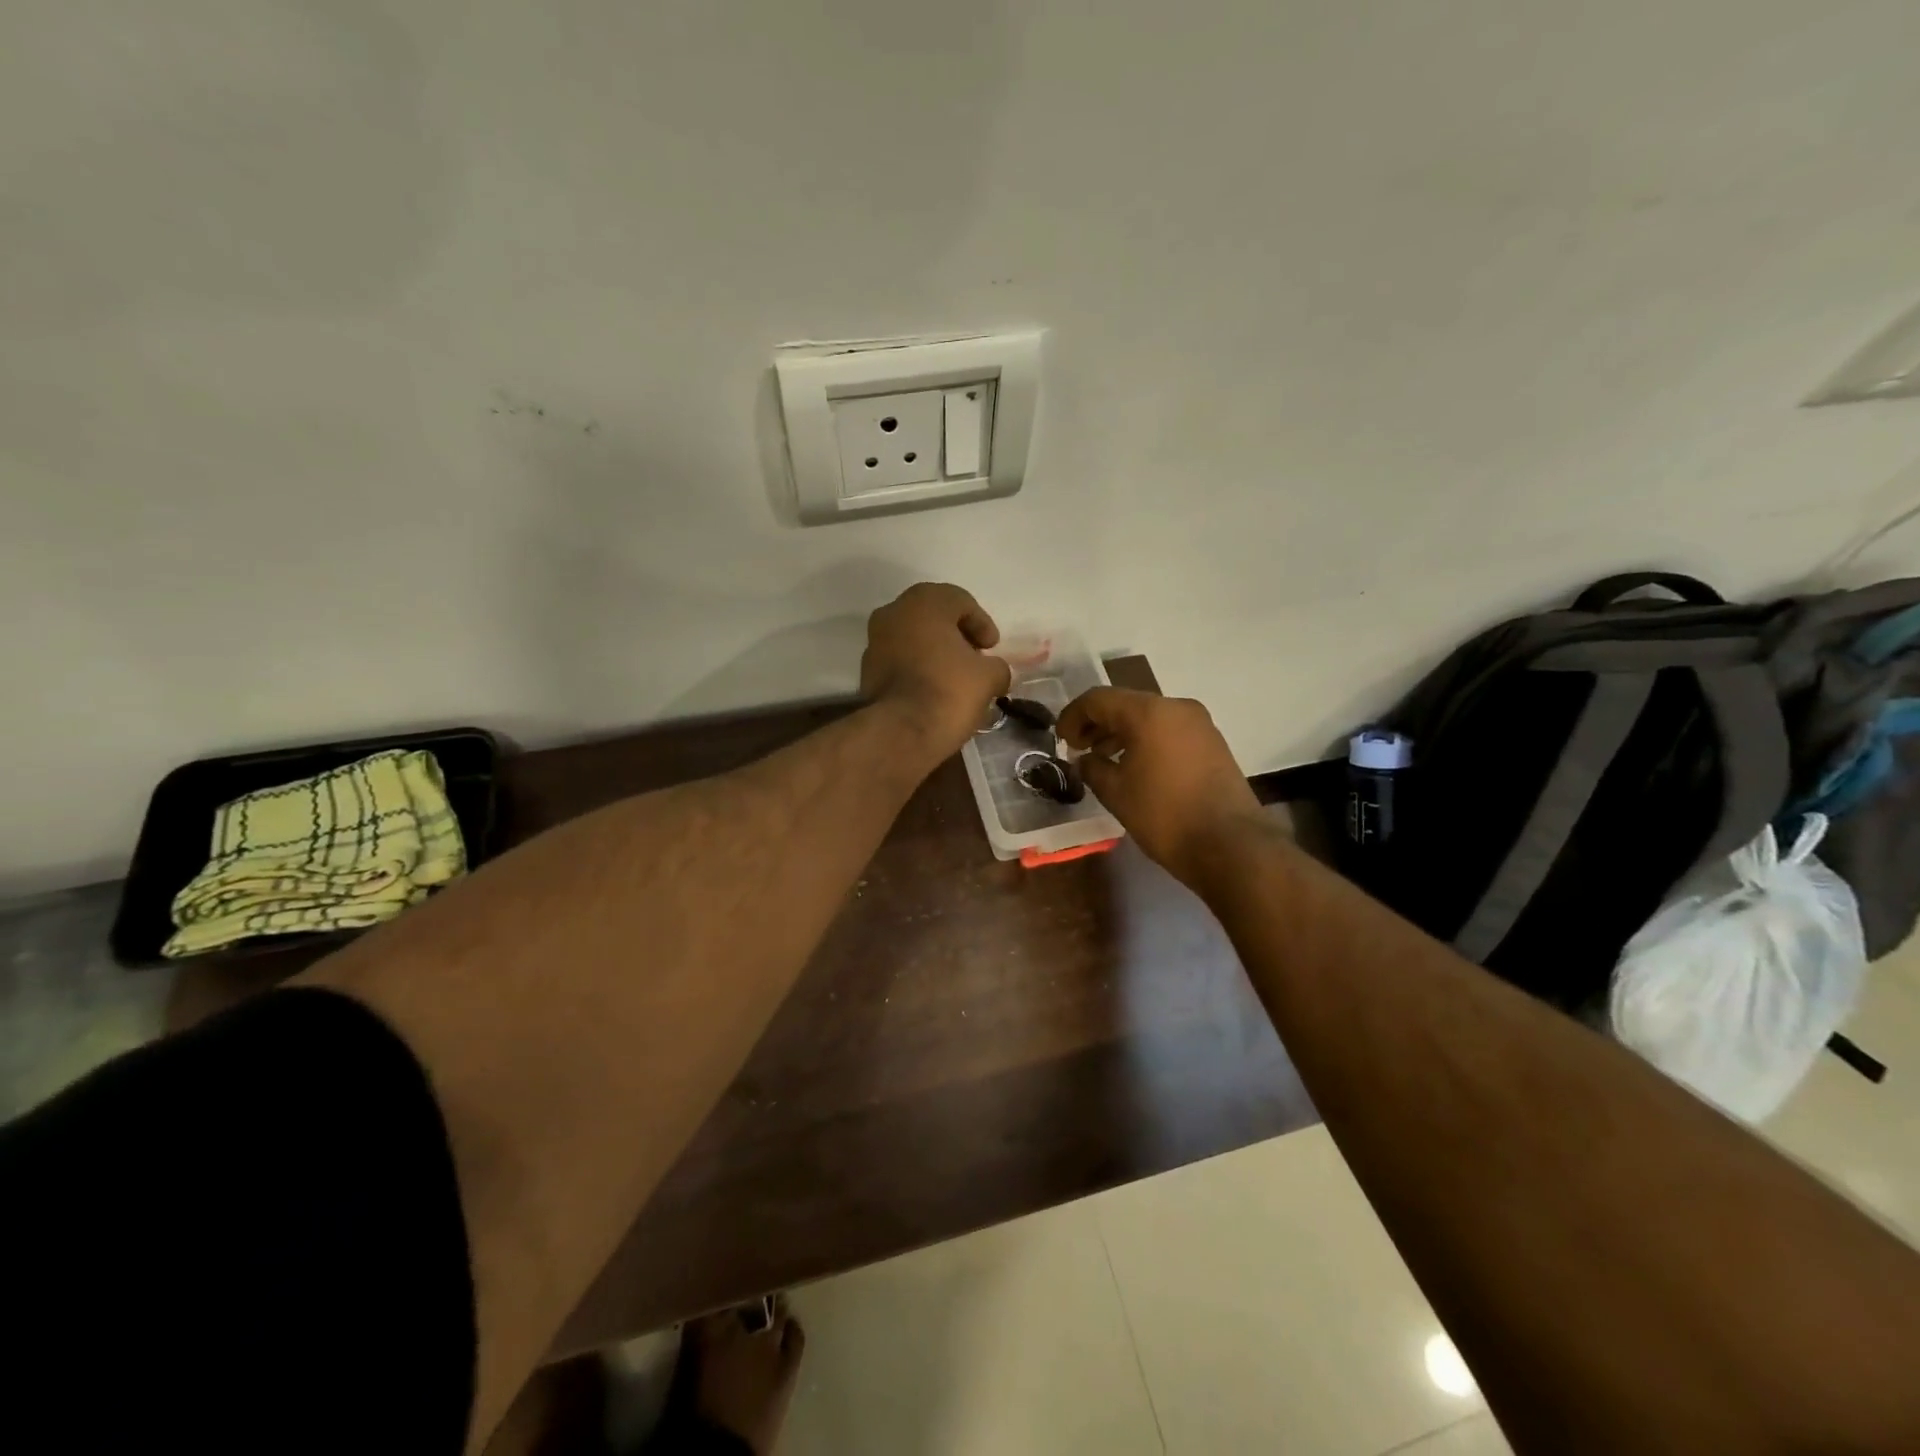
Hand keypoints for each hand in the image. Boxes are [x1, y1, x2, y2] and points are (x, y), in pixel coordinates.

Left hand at [861, 583, 1011, 759]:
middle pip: (933, 616)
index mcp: (924, 602)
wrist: (901, 731)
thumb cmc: (949, 690)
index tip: (992, 648)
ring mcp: (875, 641)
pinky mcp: (866, 670)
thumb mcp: (989, 676)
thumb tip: (994, 672)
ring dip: (935, 651)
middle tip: (975, 657)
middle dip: (956, 635)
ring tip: (955, 676)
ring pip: (913, 637)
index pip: (961, 601)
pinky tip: (933, 689)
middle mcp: (893, 613)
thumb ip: (996, 666)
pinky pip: (899, 659)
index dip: (982, 623)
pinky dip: (917, 667)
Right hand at [1058, 688, 1264, 885]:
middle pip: (1125, 704)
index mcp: (1149, 712)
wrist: (1230, 846)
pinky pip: (1169, 731)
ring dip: (1121, 733)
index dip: (1072, 716)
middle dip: (1097, 724)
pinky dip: (1146, 741)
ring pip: (1149, 717)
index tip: (1060, 741)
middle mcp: (1176, 707)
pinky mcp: (1213, 743)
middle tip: (1078, 750)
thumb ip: (1092, 768)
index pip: (1098, 699)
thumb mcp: (1116, 792)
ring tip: (1103, 761)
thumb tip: (1086, 759)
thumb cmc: (1165, 815)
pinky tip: (1135, 767)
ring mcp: (1200, 724)